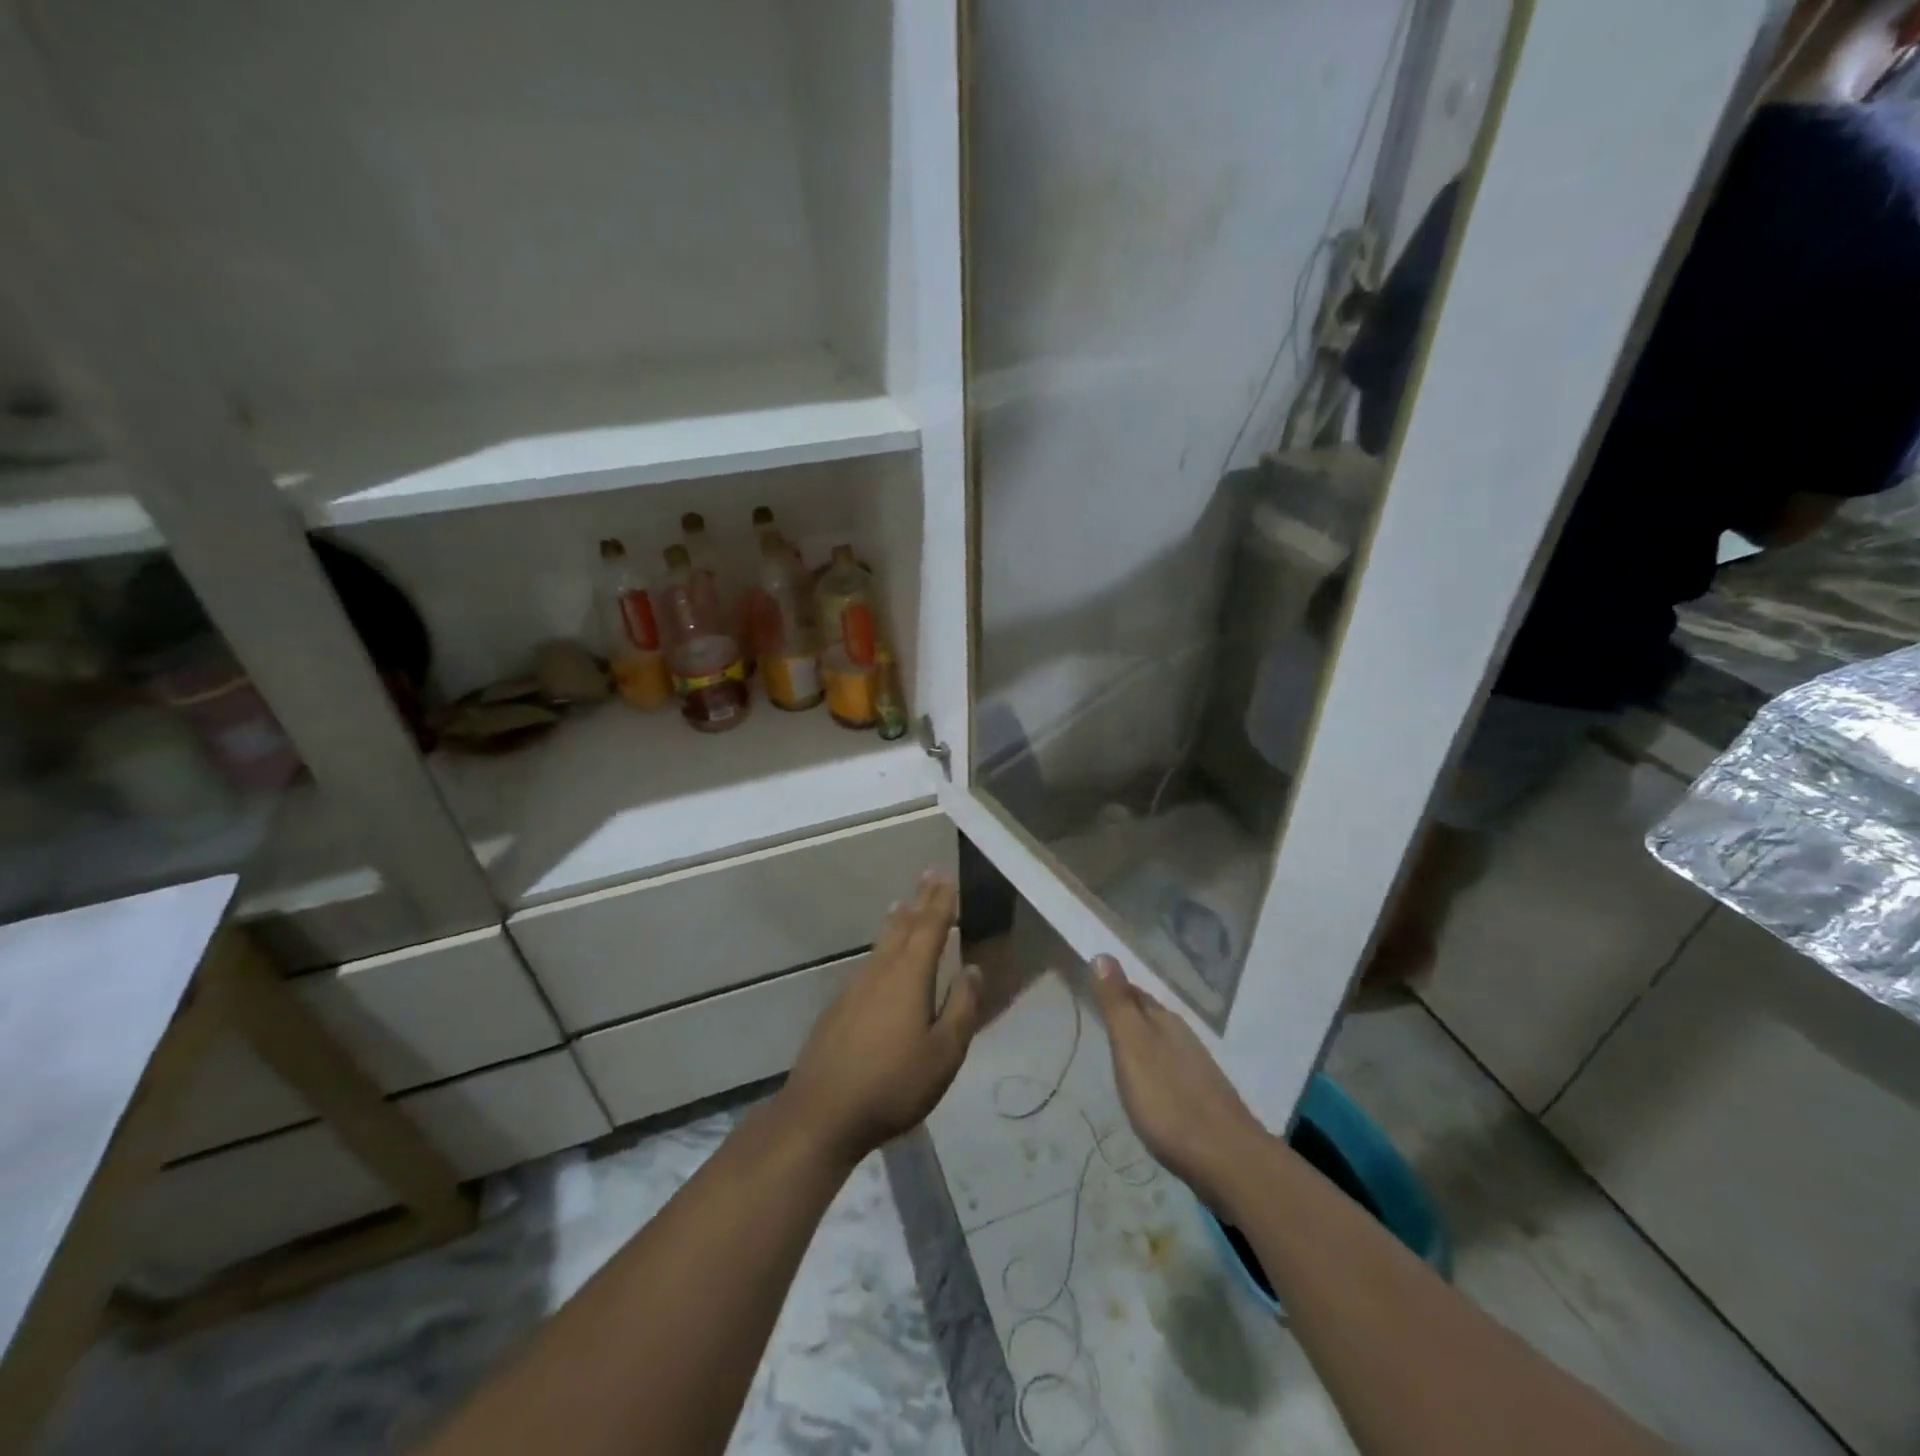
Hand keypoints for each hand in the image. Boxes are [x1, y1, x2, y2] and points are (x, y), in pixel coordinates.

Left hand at [780, 872, 981, 1165]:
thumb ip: (962, 1008)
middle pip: (903, 927)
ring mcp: (855, 987)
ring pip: (882, 943)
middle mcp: (880, 971)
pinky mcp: (839, 1007)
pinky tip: (881, 958)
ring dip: (898, 921)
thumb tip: (973, 969)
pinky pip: (868, 962)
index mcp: (909, 977)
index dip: (940, 902)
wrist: (821, 1112)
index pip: (930, 928)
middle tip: (928, 875)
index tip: (946, 877)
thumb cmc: (893, 1084)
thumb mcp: (943, 1054)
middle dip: (919, 901)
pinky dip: (881, 947)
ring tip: (905, 906)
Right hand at [1088, 954, 1267, 1207]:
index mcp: (1164, 1021)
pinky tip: (1150, 1083)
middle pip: (1150, 1015)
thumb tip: (1103, 954)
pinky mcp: (1204, 1099)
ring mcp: (1197, 1069)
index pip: (1134, 992)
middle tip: (1100, 1008)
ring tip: (1120, 1043)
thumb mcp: (1133, 1047)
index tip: (1092, 980)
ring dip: (1142, 1038)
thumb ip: (1117, 1004)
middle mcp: (1183, 1037)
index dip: (1113, 986)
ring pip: (1163, 1041)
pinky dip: (1155, 1066)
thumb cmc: (1169, 1100)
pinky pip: (1172, 1068)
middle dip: (1128, 1009)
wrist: (1227, 1160)